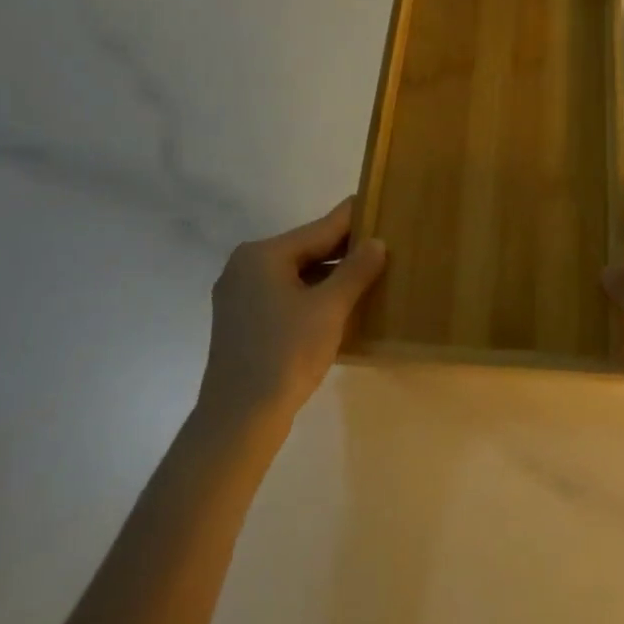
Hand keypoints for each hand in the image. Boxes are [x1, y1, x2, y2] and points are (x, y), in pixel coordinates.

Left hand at [201, 197, 386, 423]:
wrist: (239, 418)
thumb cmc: (286, 353)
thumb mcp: (330, 308)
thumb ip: (356, 270)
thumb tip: (377, 242)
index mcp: (263, 255)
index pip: (319, 228)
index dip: (353, 219)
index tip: (379, 204)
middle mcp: (246, 266)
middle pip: (306, 250)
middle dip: (344, 251)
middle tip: (384, 245)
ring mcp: (240, 295)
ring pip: (296, 274)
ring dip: (331, 276)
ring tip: (370, 275)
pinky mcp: (242, 321)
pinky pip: (285, 295)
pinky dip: (312, 295)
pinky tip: (341, 304)